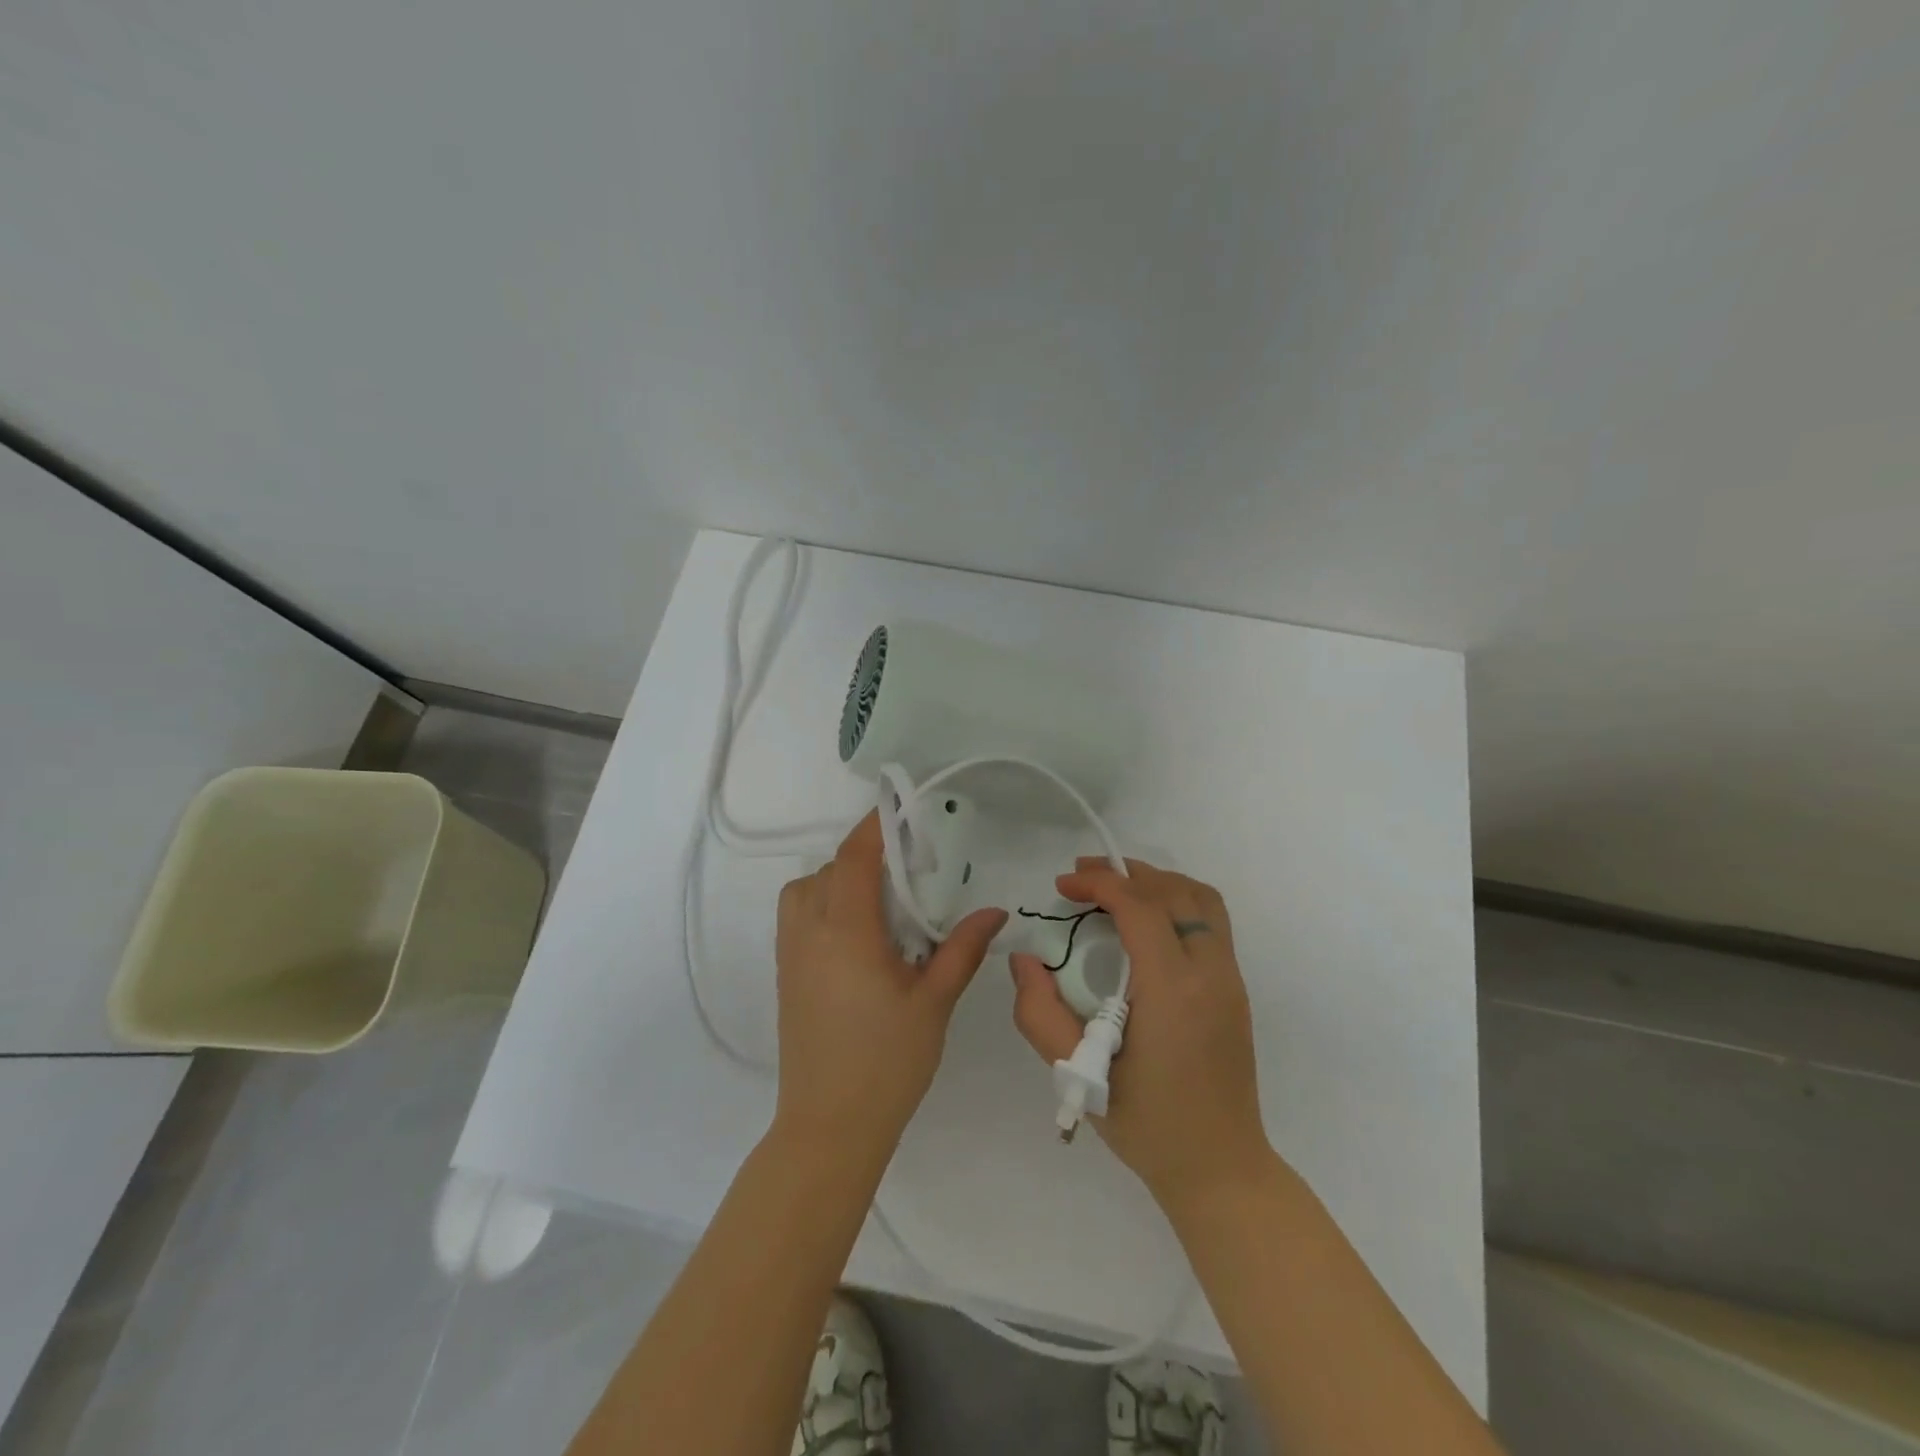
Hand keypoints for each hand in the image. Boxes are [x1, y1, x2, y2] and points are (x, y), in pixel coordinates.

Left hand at [773, 811, 1007, 1162]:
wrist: (829, 1126)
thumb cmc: (887, 1061)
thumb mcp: (934, 1001)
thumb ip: (962, 949)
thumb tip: (995, 910)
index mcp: (846, 932)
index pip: (854, 859)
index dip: (874, 828)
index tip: (899, 810)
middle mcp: (810, 933)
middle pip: (828, 870)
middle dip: (863, 856)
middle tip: (907, 869)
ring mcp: (791, 955)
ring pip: (804, 890)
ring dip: (836, 878)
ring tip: (879, 900)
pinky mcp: (785, 976)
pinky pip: (796, 916)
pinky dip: (821, 902)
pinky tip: (858, 933)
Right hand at [1010, 858, 1268, 1211]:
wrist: (1219, 1167)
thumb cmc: (1146, 1124)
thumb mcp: (1078, 1073)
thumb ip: (1040, 1013)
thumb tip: (1024, 961)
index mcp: (1173, 990)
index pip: (1139, 907)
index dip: (1099, 884)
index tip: (1063, 886)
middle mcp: (1209, 973)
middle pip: (1173, 891)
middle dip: (1124, 873)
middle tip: (1081, 877)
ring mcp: (1230, 979)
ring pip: (1200, 899)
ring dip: (1156, 882)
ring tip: (1114, 889)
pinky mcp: (1236, 990)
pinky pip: (1211, 921)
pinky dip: (1176, 902)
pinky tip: (1145, 922)